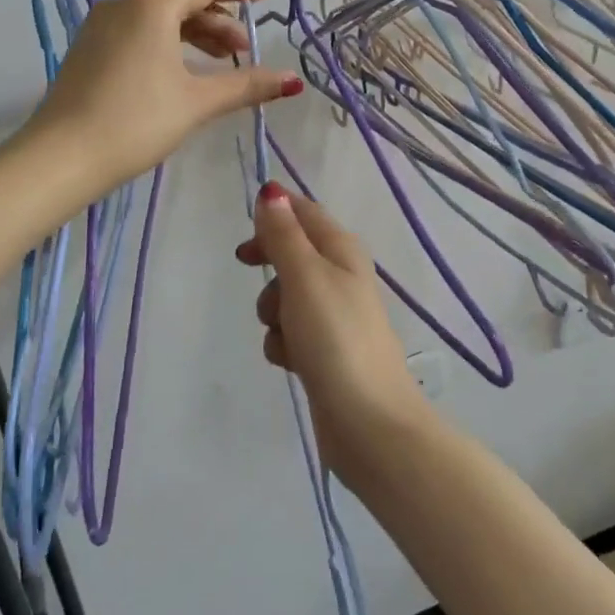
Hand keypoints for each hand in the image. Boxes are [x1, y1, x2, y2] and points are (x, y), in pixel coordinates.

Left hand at [25, 0, 298, 197]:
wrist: (62, 156)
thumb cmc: (136, 121)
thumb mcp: (197, 102)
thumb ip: (246, 85)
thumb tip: (292, 80)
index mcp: (152, 5)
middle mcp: (124, 4)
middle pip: (182, 1)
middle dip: (218, 22)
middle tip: (243, 51)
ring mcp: (101, 25)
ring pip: (158, 18)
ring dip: (193, 35)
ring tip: (217, 63)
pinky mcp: (88, 48)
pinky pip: (137, 32)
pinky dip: (166, 43)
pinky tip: (178, 71)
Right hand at [236, 183, 432, 480]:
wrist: (368, 422)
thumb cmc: (335, 338)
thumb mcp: (304, 276)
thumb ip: (284, 234)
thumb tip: (271, 191)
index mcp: (342, 249)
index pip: (304, 212)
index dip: (274, 213)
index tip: (245, 233)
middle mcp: (341, 275)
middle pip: (292, 252)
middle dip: (269, 266)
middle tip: (250, 269)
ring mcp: (334, 316)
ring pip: (286, 296)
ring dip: (273, 311)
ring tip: (284, 332)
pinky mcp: (325, 351)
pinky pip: (291, 332)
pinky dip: (284, 342)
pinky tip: (290, 361)